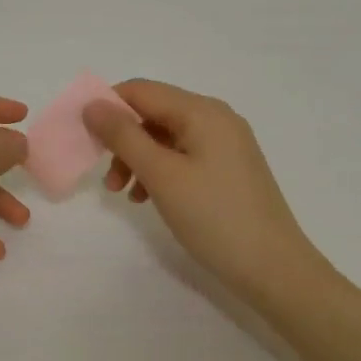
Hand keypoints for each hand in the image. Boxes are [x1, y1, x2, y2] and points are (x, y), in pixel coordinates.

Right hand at [84, 79, 325, 303]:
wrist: (275, 269)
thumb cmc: (214, 217)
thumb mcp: (161, 175)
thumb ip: (123, 136)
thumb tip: (92, 104)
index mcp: (202, 111)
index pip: (141, 90)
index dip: (107, 107)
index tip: (84, 139)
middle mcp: (216, 118)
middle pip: (153, 113)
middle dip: (122, 139)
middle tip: (106, 177)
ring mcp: (226, 144)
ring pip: (165, 137)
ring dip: (137, 158)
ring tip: (124, 194)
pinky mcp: (229, 168)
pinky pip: (183, 155)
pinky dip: (159, 170)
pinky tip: (148, 198)